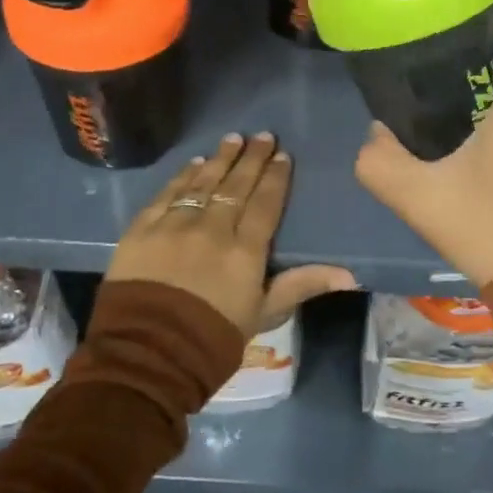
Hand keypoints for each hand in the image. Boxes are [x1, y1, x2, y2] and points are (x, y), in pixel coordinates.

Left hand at [104, 132, 357, 335]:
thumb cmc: (212, 340)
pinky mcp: (142, 230)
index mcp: (245, 250)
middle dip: (252, 158)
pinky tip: (193, 164)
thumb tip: (351, 275)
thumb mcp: (263, 314)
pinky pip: (167, 194)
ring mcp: (175, 225)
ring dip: (220, 159)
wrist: (145, 356)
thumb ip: (302, 285)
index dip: (276, 177)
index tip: (283, 156)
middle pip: (236, 185)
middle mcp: (212, 228)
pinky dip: (182, 177)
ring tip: (232, 138)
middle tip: (263, 135)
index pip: (265, 203)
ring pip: (202, 182)